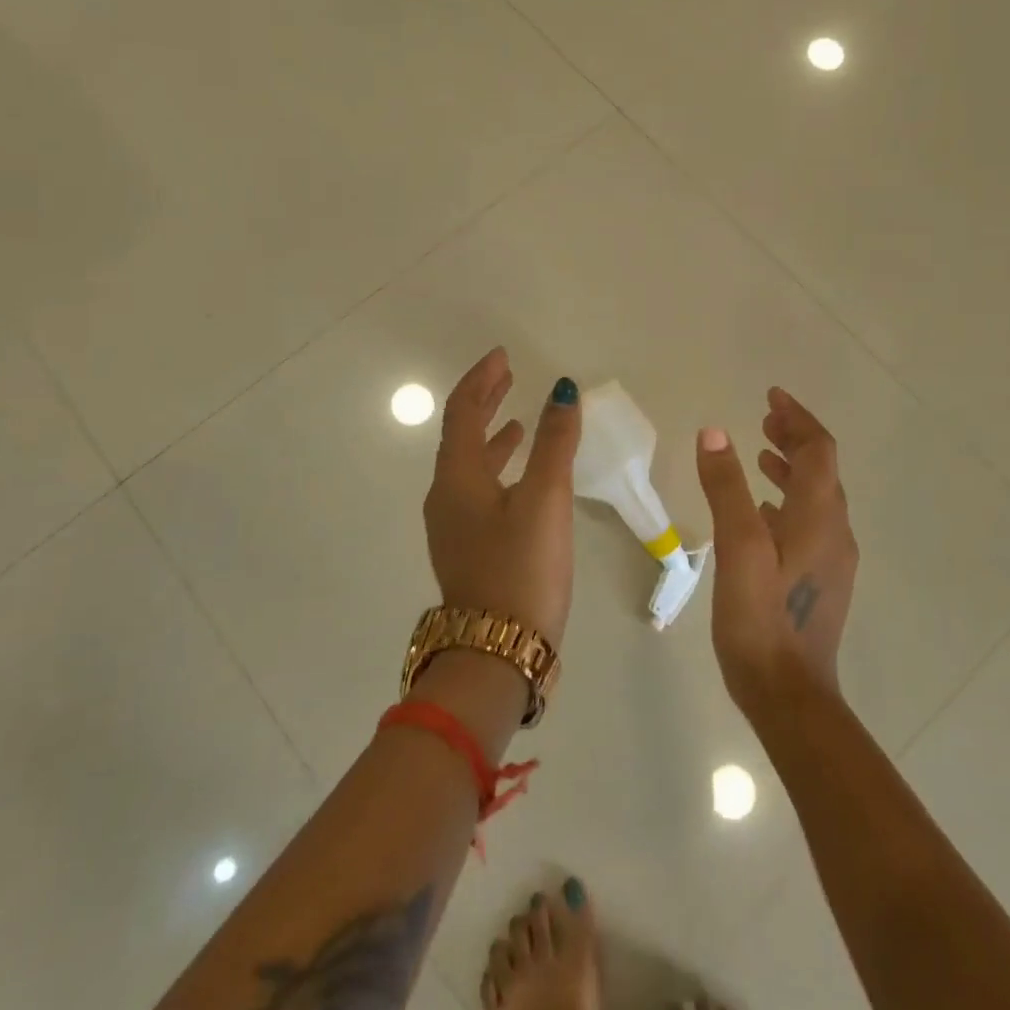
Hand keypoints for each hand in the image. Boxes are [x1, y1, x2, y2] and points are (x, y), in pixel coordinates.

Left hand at [423, 347, 581, 649]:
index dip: (481, 379)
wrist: (496, 653)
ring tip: (518, 421)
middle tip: (508, 375)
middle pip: (460, 433)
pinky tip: (522, 477)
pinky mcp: (468, 547)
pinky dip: (498, 468)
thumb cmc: (521, 569)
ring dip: (492, 434)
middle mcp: (445, 495)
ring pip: (470, 464)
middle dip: (484, 400)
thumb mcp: (545, 499)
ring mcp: (453, 524)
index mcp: (456, 476)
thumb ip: (556, 443)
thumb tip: (564, 390)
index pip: (462, 411)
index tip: (503, 356)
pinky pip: (478, 489)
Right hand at [695, 387, 857, 718]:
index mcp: (819, 517)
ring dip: (792, 467)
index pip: (818, 450)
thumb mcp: (737, 547)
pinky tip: (763, 510)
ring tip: (761, 453)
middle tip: (765, 417)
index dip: (797, 417)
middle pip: (822, 469)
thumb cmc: (761, 619)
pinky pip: (810, 522)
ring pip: (817, 496)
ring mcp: (832, 559)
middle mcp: (835, 532)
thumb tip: (715, 432)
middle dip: (795, 437)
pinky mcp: (821, 580)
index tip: (771, 395)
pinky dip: (789, 500)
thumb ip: (726, 488)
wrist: (790, 696)